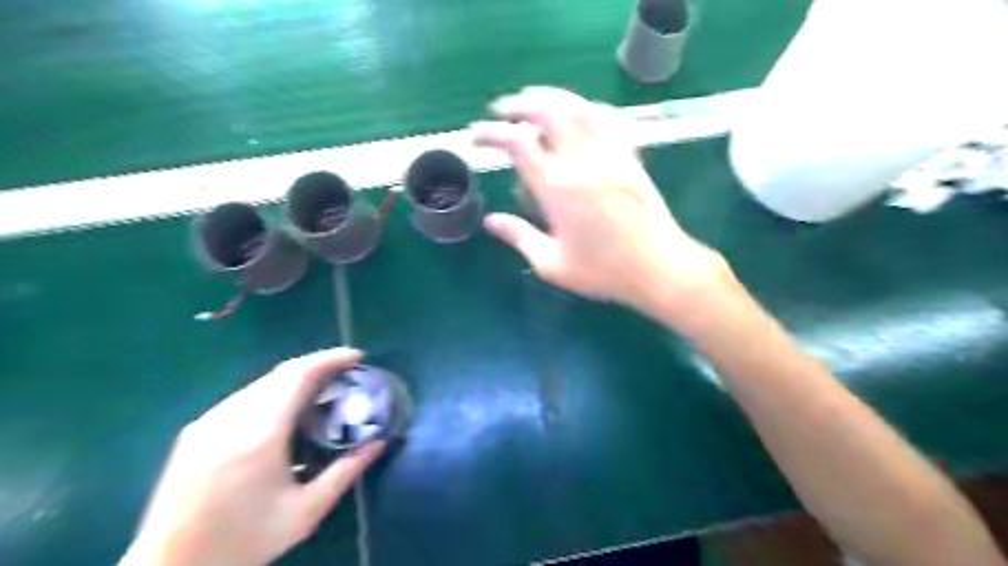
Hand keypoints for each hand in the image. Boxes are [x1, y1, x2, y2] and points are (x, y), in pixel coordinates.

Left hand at [118, 347, 387, 562]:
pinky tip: (283, 413)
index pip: (298, 375)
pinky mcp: (195, 432)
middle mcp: (230, 418)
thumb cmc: (244, 541)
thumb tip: (378, 442)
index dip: (329, 359)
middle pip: (280, 374)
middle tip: (344, 374)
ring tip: (320, 392)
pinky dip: (271, 393)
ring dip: (294, 379)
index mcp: (260, 435)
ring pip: (260, 383)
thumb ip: (345, 472)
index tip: (356, 356)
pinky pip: (242, 398)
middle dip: (316, 366)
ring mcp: (208, 422)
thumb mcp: (305, 512)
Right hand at [473, 86, 733, 327]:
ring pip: (578, 107)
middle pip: (548, 111)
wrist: (658, 267)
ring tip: (533, 101)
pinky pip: (608, 118)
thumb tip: (490, 222)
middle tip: (501, 111)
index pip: (517, 143)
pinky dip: (587, 107)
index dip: (491, 133)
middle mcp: (582, 161)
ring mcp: (610, 154)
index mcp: (557, 188)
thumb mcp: (551, 263)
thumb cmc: (602, 272)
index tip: (475, 137)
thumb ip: (518, 237)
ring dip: (551, 97)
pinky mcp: (630, 156)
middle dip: (519, 104)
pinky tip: (580, 112)